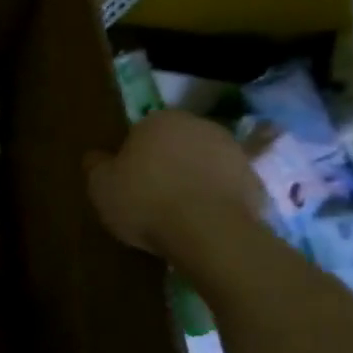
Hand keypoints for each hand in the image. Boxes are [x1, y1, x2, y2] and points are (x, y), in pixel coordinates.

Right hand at [86, 109, 261, 259]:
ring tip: (182, 215)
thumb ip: (96, 166)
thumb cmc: (146, 201)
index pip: (140, 133)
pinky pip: (228, 188)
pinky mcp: (256, 180)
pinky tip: (207, 222)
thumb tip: (96, 157)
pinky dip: (219, 199)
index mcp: (159, 120)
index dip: (133, 159)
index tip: (128, 184)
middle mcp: (198, 126)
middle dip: (166, 164)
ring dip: (195, 179)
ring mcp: (232, 151)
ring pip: (204, 163)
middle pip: (175, 144)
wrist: (210, 232)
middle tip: (153, 198)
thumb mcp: (101, 186)